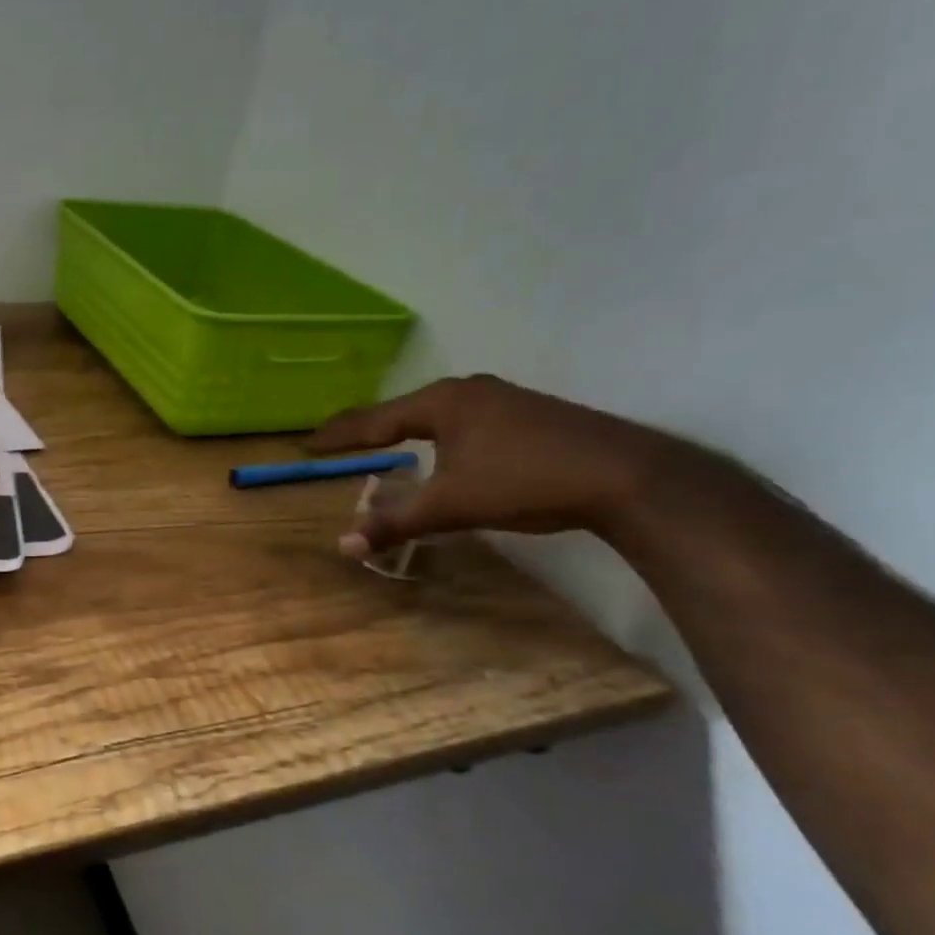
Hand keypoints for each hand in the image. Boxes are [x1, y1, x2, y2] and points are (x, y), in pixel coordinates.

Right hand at [308, 374, 687, 552]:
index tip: (309, 442)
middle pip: (404, 410)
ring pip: (437, 414)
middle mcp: (468, 391)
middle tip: (339, 443)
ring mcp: (502, 398)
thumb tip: (344, 543)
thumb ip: (396, 522)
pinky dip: (437, 435)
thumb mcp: (452, 505)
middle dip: (369, 428)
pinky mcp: (527, 413)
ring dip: (406, 430)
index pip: (375, 419)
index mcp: (442, 403)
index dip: (339, 434)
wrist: (625, 474)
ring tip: (383, 444)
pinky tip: (444, 451)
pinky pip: (463, 420)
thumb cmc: (525, 480)